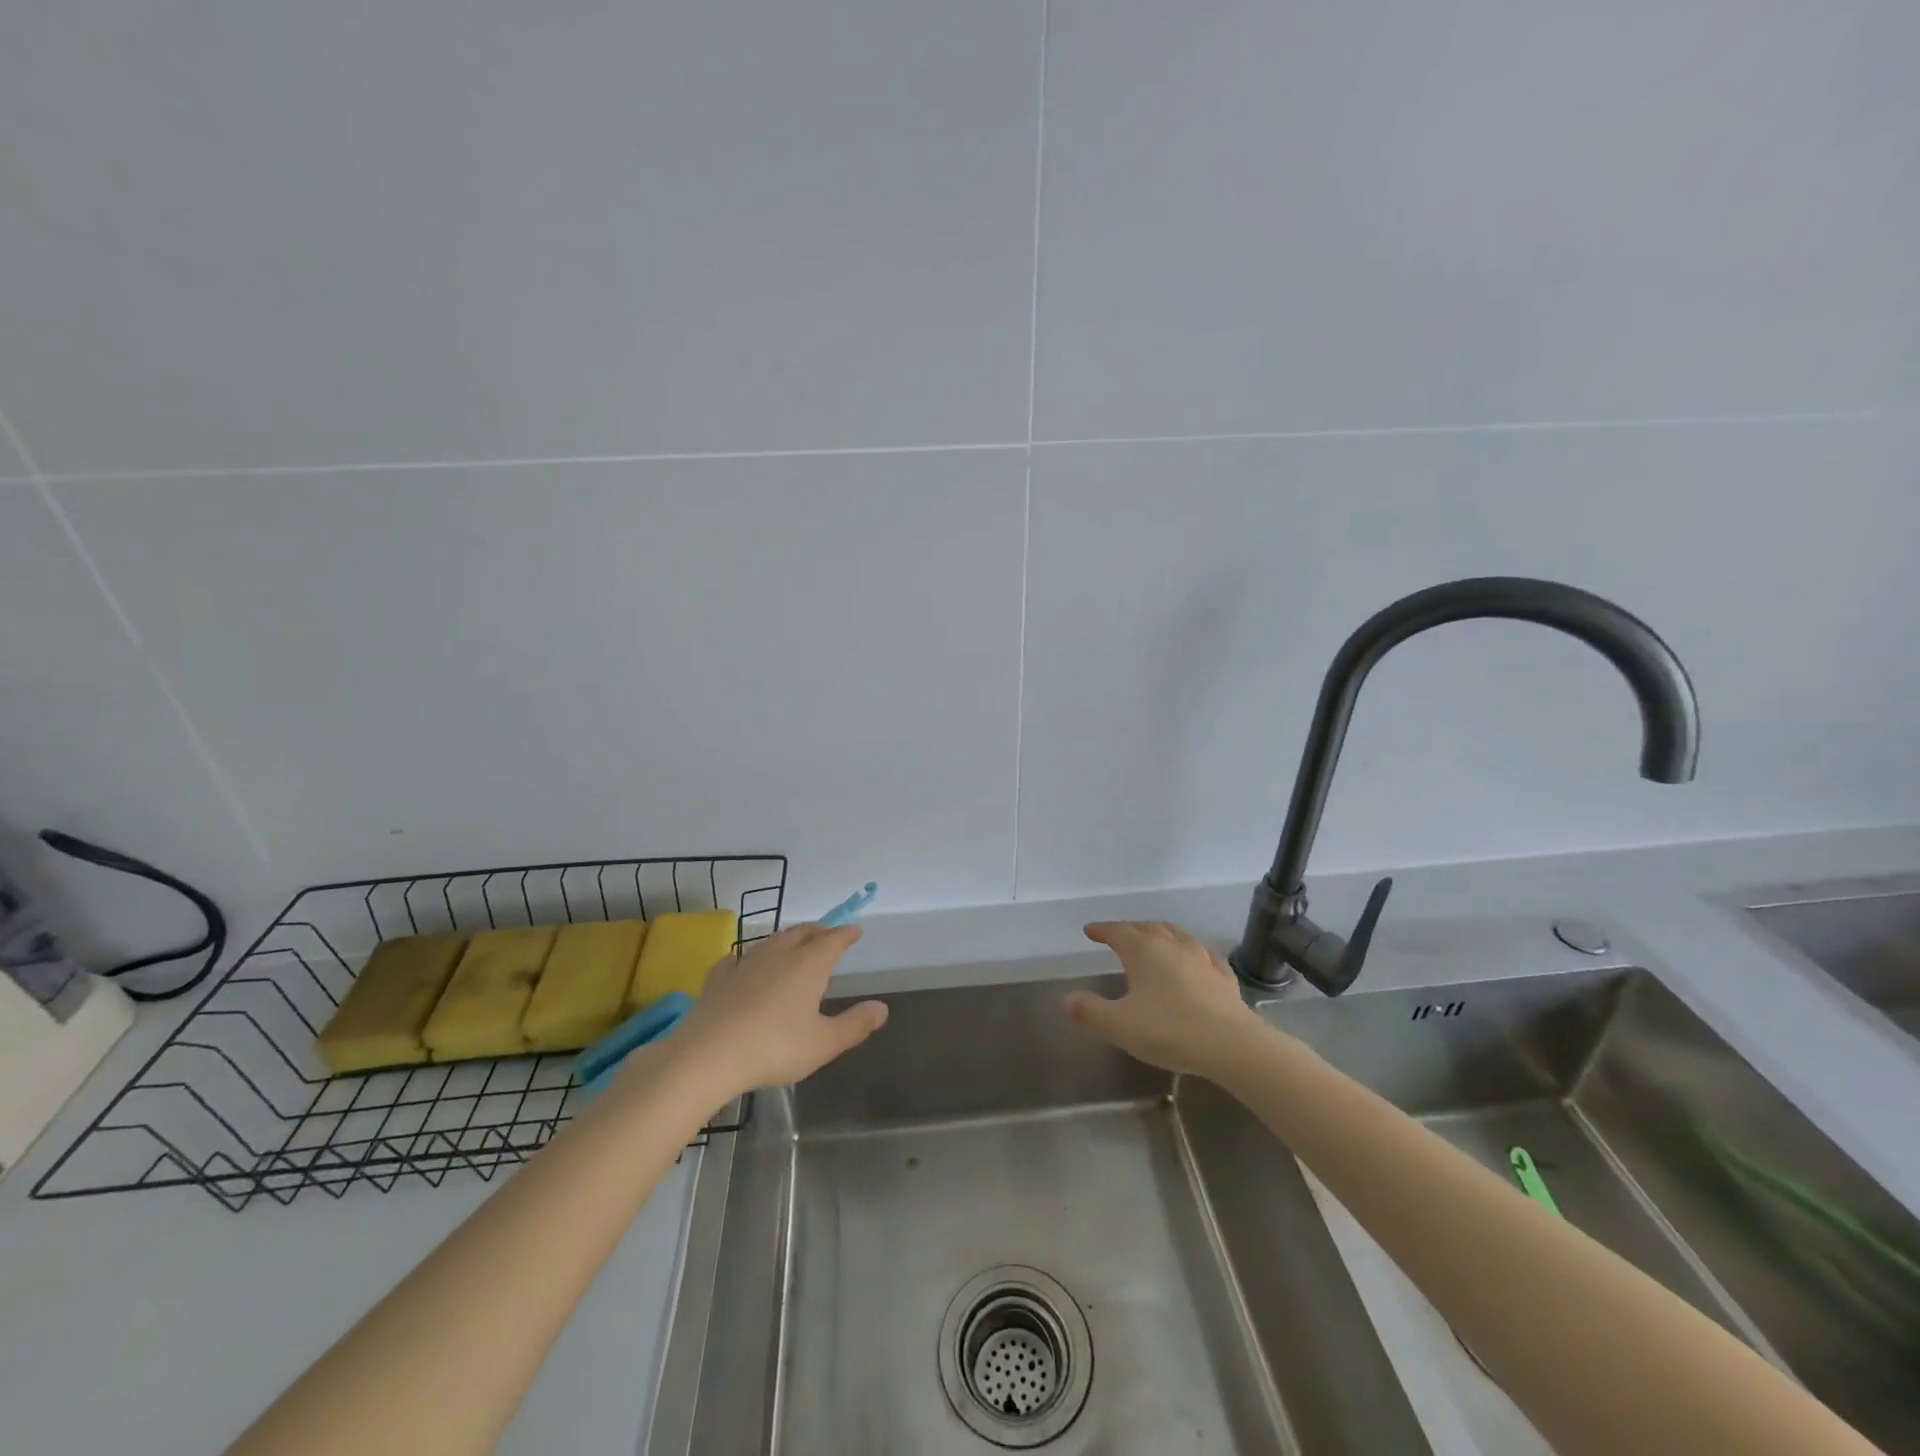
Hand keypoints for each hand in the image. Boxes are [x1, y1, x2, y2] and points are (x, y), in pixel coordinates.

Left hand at [674, 923, 887, 1095]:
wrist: (708, 1055)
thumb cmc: (775, 1047)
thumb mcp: (824, 1043)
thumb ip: (855, 1024)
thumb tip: (882, 1008)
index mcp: (809, 963)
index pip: (834, 939)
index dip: (846, 934)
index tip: (855, 930)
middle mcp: (779, 953)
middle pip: (803, 932)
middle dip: (819, 931)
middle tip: (828, 934)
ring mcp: (745, 962)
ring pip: (772, 940)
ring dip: (787, 939)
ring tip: (793, 945)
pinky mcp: (719, 978)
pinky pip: (738, 958)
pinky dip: (748, 958)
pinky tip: (742, 964)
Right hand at [1064, 921, 1264, 1077]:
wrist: (1231, 1045)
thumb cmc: (1169, 1030)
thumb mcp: (1120, 1025)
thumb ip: (1090, 1011)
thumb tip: (1067, 999)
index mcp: (1143, 950)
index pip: (1116, 931)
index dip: (1101, 930)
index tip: (1090, 930)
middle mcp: (1171, 945)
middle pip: (1147, 927)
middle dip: (1130, 929)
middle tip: (1119, 936)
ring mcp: (1201, 958)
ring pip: (1177, 935)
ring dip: (1161, 934)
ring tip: (1155, 940)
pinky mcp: (1223, 976)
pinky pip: (1204, 955)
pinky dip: (1192, 953)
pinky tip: (1195, 960)